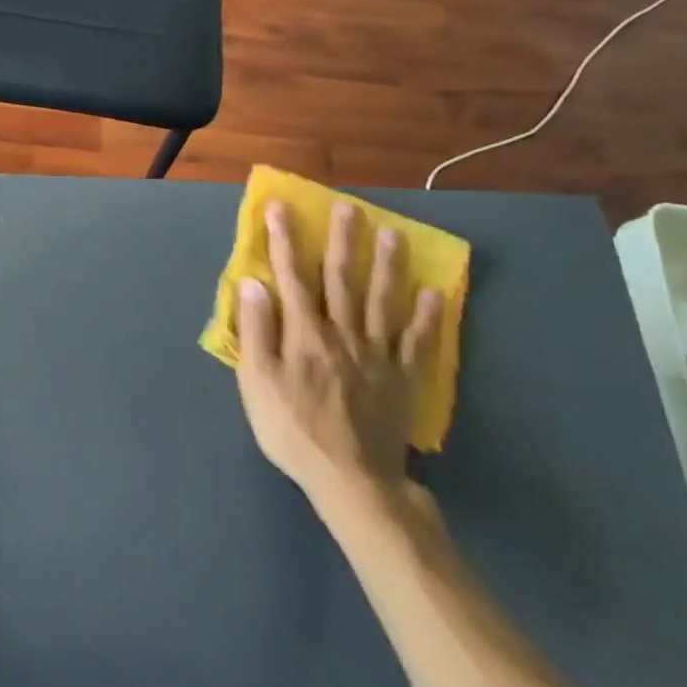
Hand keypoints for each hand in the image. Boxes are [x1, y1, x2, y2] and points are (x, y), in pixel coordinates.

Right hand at [234, 200, 442, 531]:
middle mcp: (342, 333)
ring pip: (383, 300)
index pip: (292, 277)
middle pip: (342, 279)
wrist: (351, 479)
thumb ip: (255, 330)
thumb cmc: (293, 431)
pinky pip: (417, 341)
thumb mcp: (257, 383)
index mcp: (304, 334)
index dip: (284, 241)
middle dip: (342, 240)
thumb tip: (253, 283)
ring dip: (387, 265)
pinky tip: (433, 294)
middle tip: (347, 207)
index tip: (280, 208)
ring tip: (393, 234)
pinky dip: (426, 317)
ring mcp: (377, 354)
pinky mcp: (402, 377)